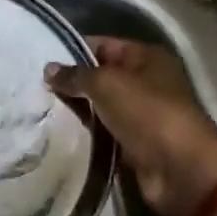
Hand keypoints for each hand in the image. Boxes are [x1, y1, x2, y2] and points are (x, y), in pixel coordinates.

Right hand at [46, 37, 216, 215]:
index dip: (73, 50)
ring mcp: (141, 114)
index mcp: (147, 57)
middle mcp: (146, 82)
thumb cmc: (147, 112)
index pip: (102, 45)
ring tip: (41, 109)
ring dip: (77, 110)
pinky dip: (86, 133)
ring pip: (100, 106)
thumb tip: (49, 69)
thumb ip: (76, 75)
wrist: (180, 170)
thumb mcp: (106, 84)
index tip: (41, 60)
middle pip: (101, 76)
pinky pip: (104, 132)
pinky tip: (59, 132)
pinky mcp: (135, 143)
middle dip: (72, 83)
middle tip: (36, 88)